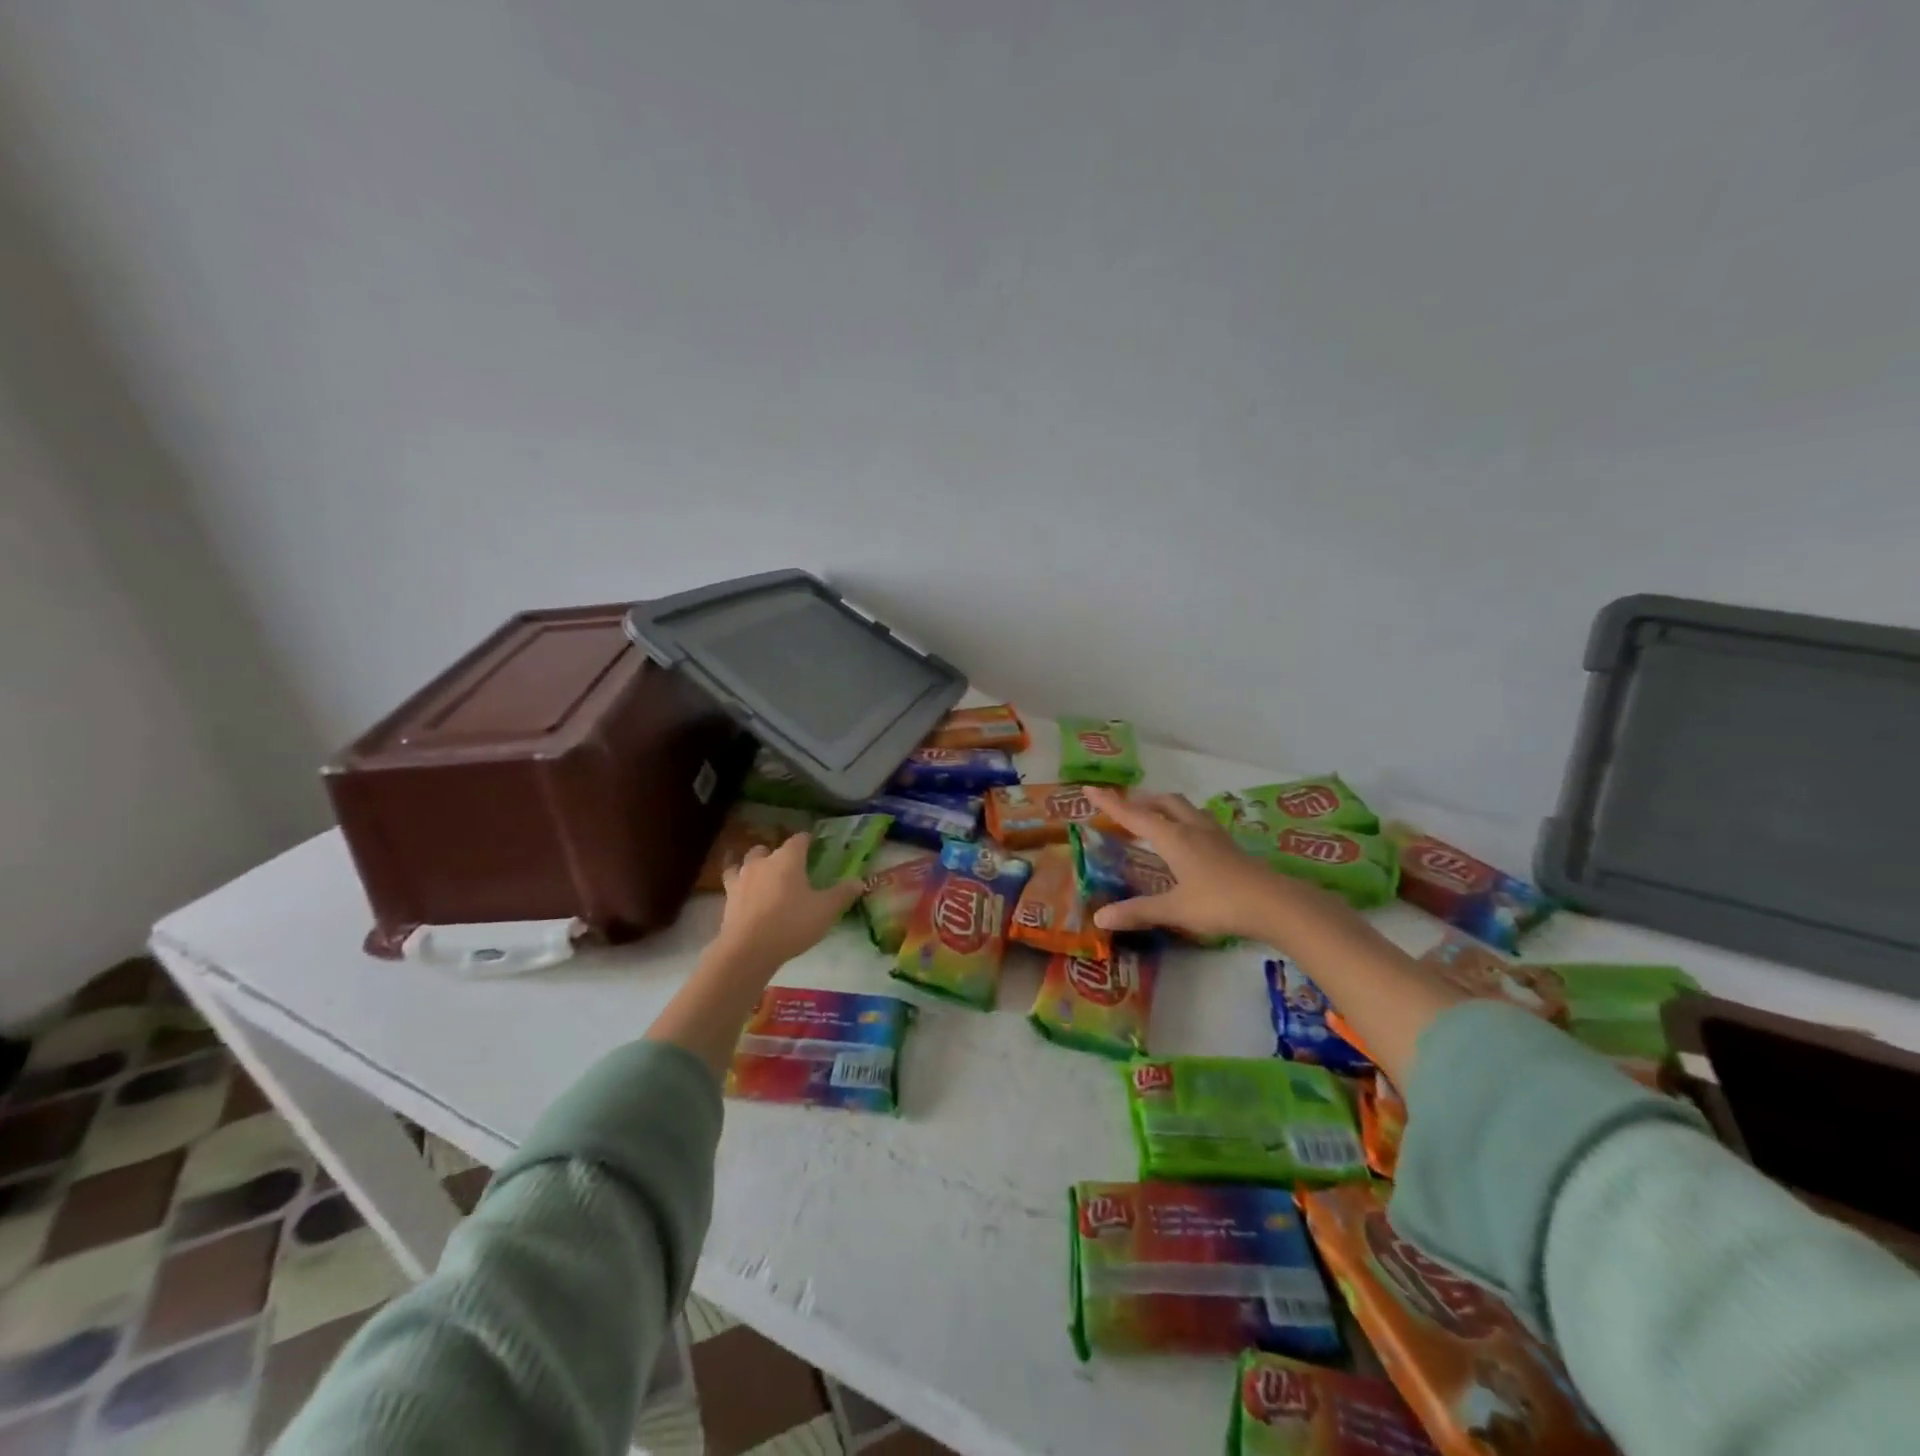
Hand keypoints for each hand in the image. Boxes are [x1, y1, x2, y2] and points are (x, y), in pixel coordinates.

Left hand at [713, 834, 862, 974]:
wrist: (748, 949)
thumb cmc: (792, 924)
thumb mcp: (826, 910)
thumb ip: (842, 894)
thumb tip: (859, 881)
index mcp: (788, 859)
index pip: (799, 839)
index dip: (807, 840)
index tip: (814, 844)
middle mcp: (763, 862)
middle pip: (769, 848)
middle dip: (778, 853)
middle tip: (790, 867)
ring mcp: (742, 878)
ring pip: (747, 862)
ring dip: (755, 864)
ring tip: (762, 874)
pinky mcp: (728, 898)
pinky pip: (731, 881)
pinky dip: (737, 883)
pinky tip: (741, 891)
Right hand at [1085, 787, 1327, 941]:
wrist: (1275, 904)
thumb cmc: (1219, 903)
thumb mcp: (1174, 909)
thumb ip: (1138, 911)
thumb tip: (1099, 918)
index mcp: (1172, 837)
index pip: (1133, 814)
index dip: (1110, 802)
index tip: (1089, 788)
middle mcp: (1191, 828)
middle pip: (1163, 803)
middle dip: (1141, 801)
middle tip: (1125, 808)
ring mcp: (1214, 836)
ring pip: (1185, 809)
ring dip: (1165, 808)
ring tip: (1155, 819)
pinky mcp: (1230, 847)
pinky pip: (1200, 822)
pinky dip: (1184, 822)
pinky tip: (1189, 840)